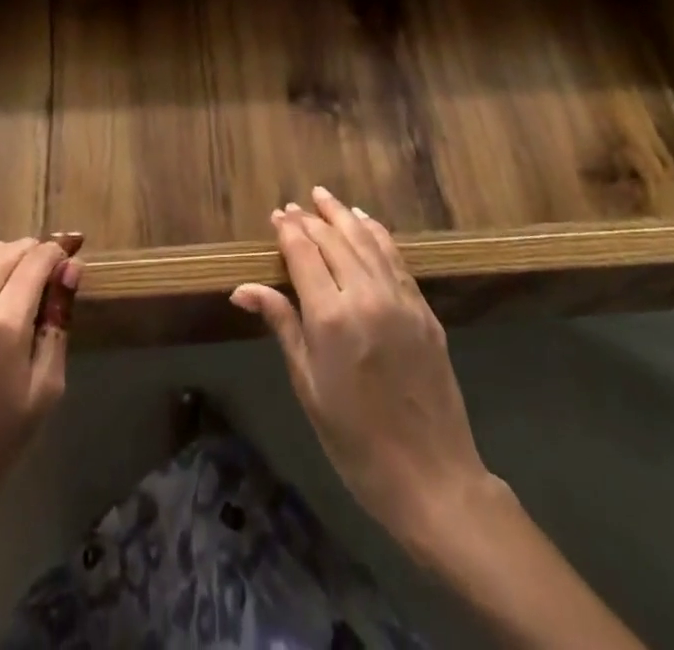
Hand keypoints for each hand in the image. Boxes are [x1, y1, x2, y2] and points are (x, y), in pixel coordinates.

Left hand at [0, 234, 82, 538]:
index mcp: (3, 324)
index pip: (37, 261)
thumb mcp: (43, 389)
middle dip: (34, 251)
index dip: (59, 251)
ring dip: (1, 252)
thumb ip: (58, 323)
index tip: (72, 252)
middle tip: (49, 266)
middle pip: (7, 252)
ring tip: (15, 270)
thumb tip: (71, 269)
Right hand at [231, 188, 489, 548]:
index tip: (277, 215)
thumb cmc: (354, 440)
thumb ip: (282, 325)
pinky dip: (378, 234)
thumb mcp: (308, 386)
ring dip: (344, 216)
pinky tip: (366, 223)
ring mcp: (400, 299)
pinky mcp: (424, 309)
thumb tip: (242, 289)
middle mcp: (366, 296)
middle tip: (295, 206)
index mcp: (331, 317)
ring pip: (367, 240)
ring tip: (325, 197)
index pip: (304, 254)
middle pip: (334, 240)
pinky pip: (396, 258)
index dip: (289, 231)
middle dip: (311, 220)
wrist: (431, 476)